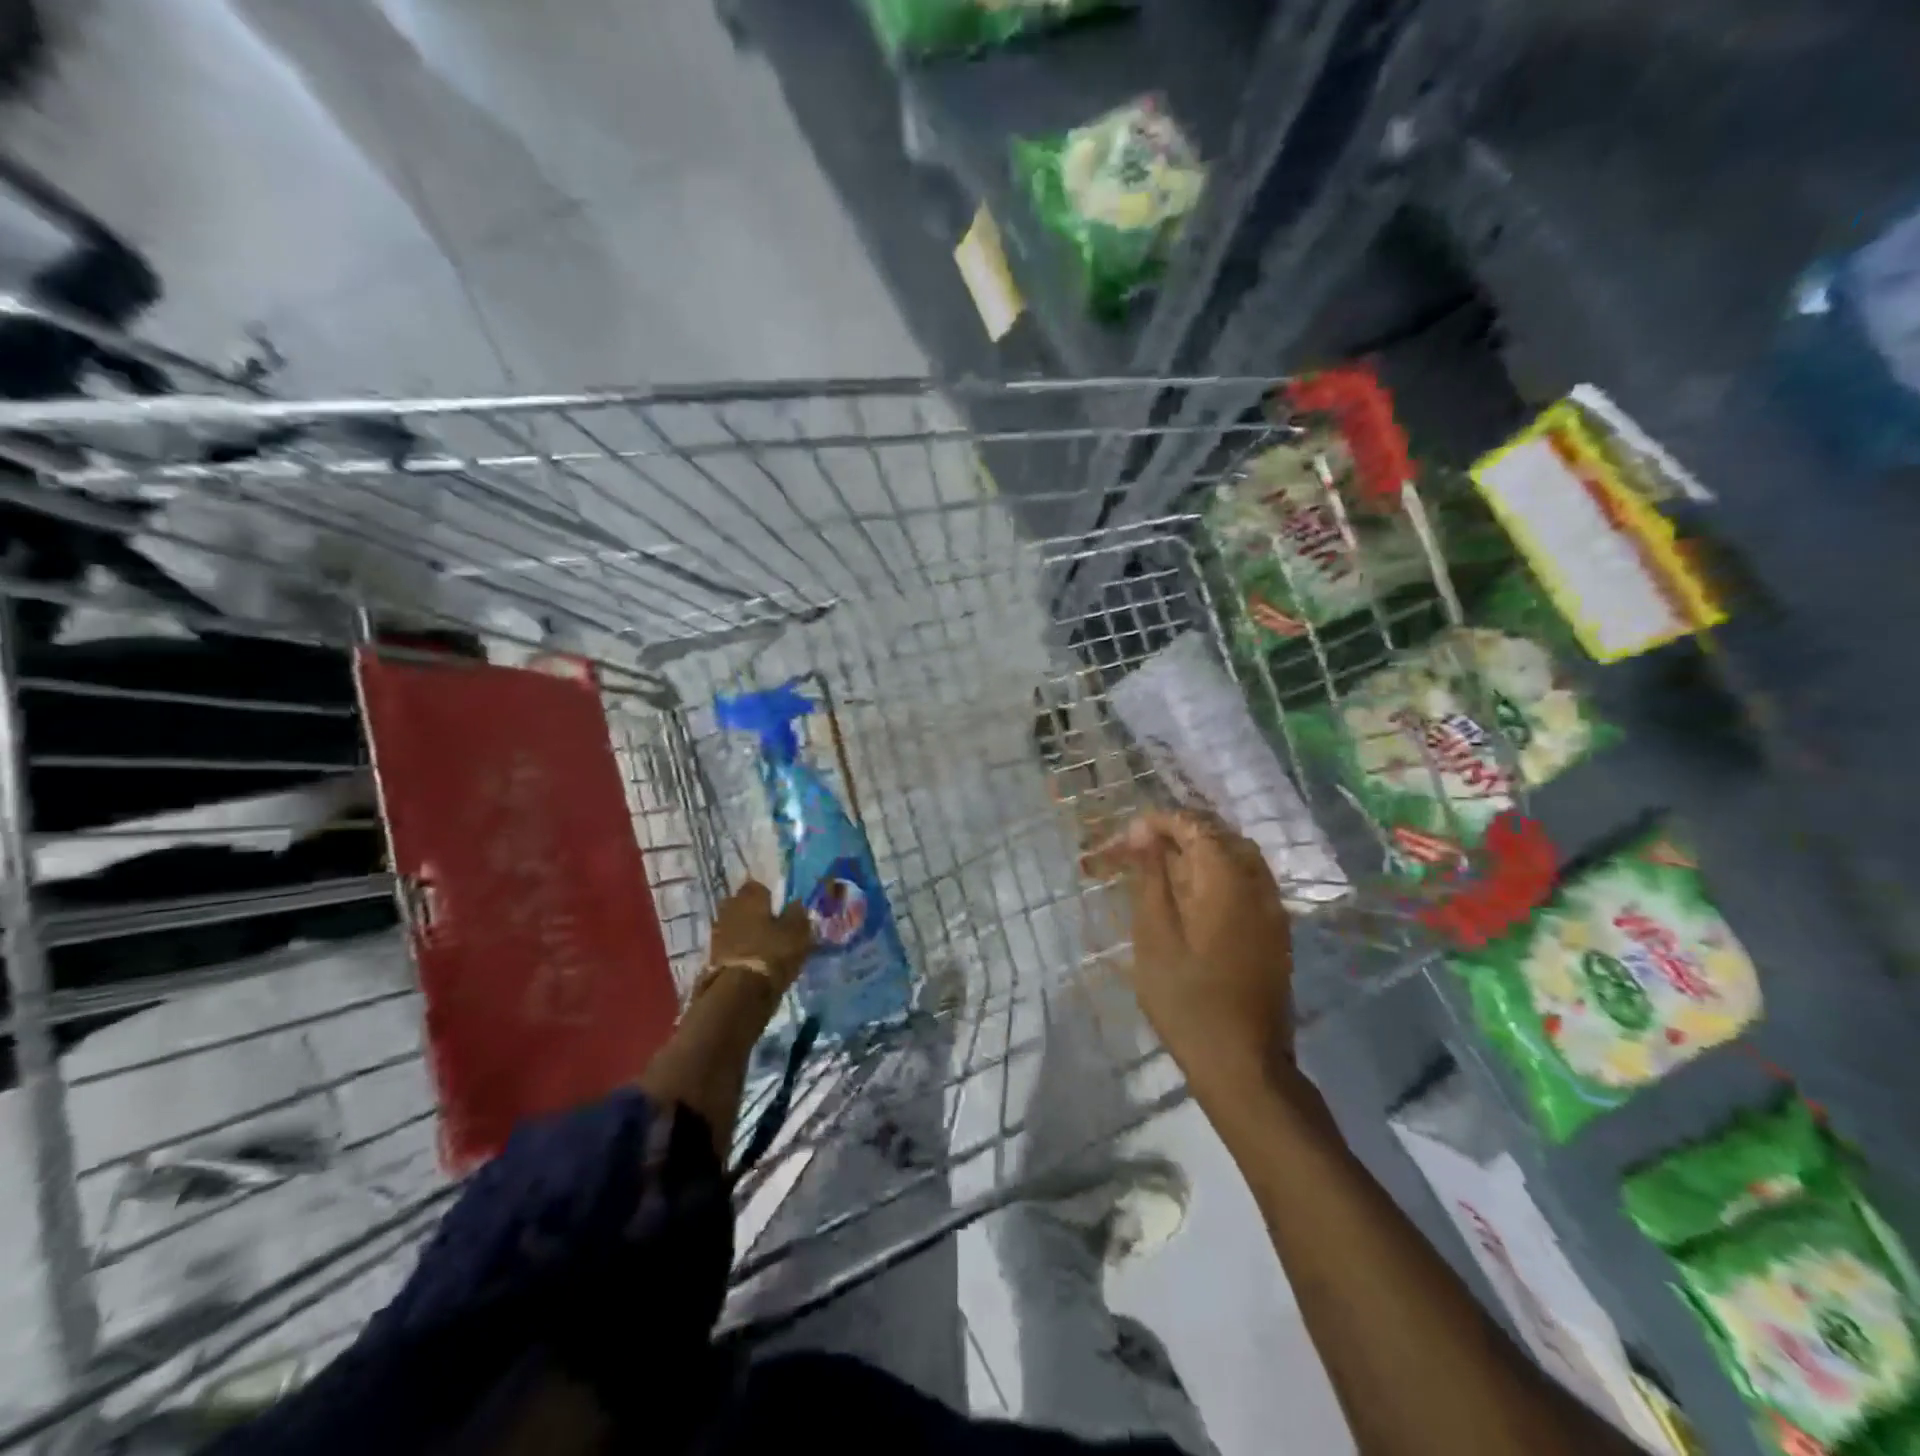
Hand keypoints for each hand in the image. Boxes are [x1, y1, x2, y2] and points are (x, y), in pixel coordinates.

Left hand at [707, 880, 812, 994]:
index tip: (779, 909)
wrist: (738, 992)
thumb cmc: (772, 953)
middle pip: (742, 904)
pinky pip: (728, 944)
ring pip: (734, 924)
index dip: (769, 897)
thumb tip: (796, 904)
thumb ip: (797, 915)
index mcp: (750, 897)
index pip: (758, 886)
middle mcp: (730, 908)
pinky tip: (750, 960)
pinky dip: (737, 949)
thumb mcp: (797, 933)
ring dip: (744, 931)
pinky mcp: (711, 955)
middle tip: (770, 926)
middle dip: (753, 912)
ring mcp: (717, 932)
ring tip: (761, 946)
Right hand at [1093, 809, 1293, 1094]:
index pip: (1195, 827)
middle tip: (1143, 850)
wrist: (1242, 1063)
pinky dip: (1220, 874)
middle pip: (1221, 836)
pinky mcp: (1276, 932)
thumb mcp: (1154, 935)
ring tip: (1165, 868)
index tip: (1129, 837)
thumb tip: (1144, 833)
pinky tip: (1194, 896)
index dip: (1160, 823)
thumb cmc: (1186, 999)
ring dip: (1203, 852)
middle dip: (1181, 833)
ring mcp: (1273, 909)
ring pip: (1240, 858)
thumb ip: (1152, 878)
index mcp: (1227, 880)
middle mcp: (1258, 885)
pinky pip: (1249, 882)